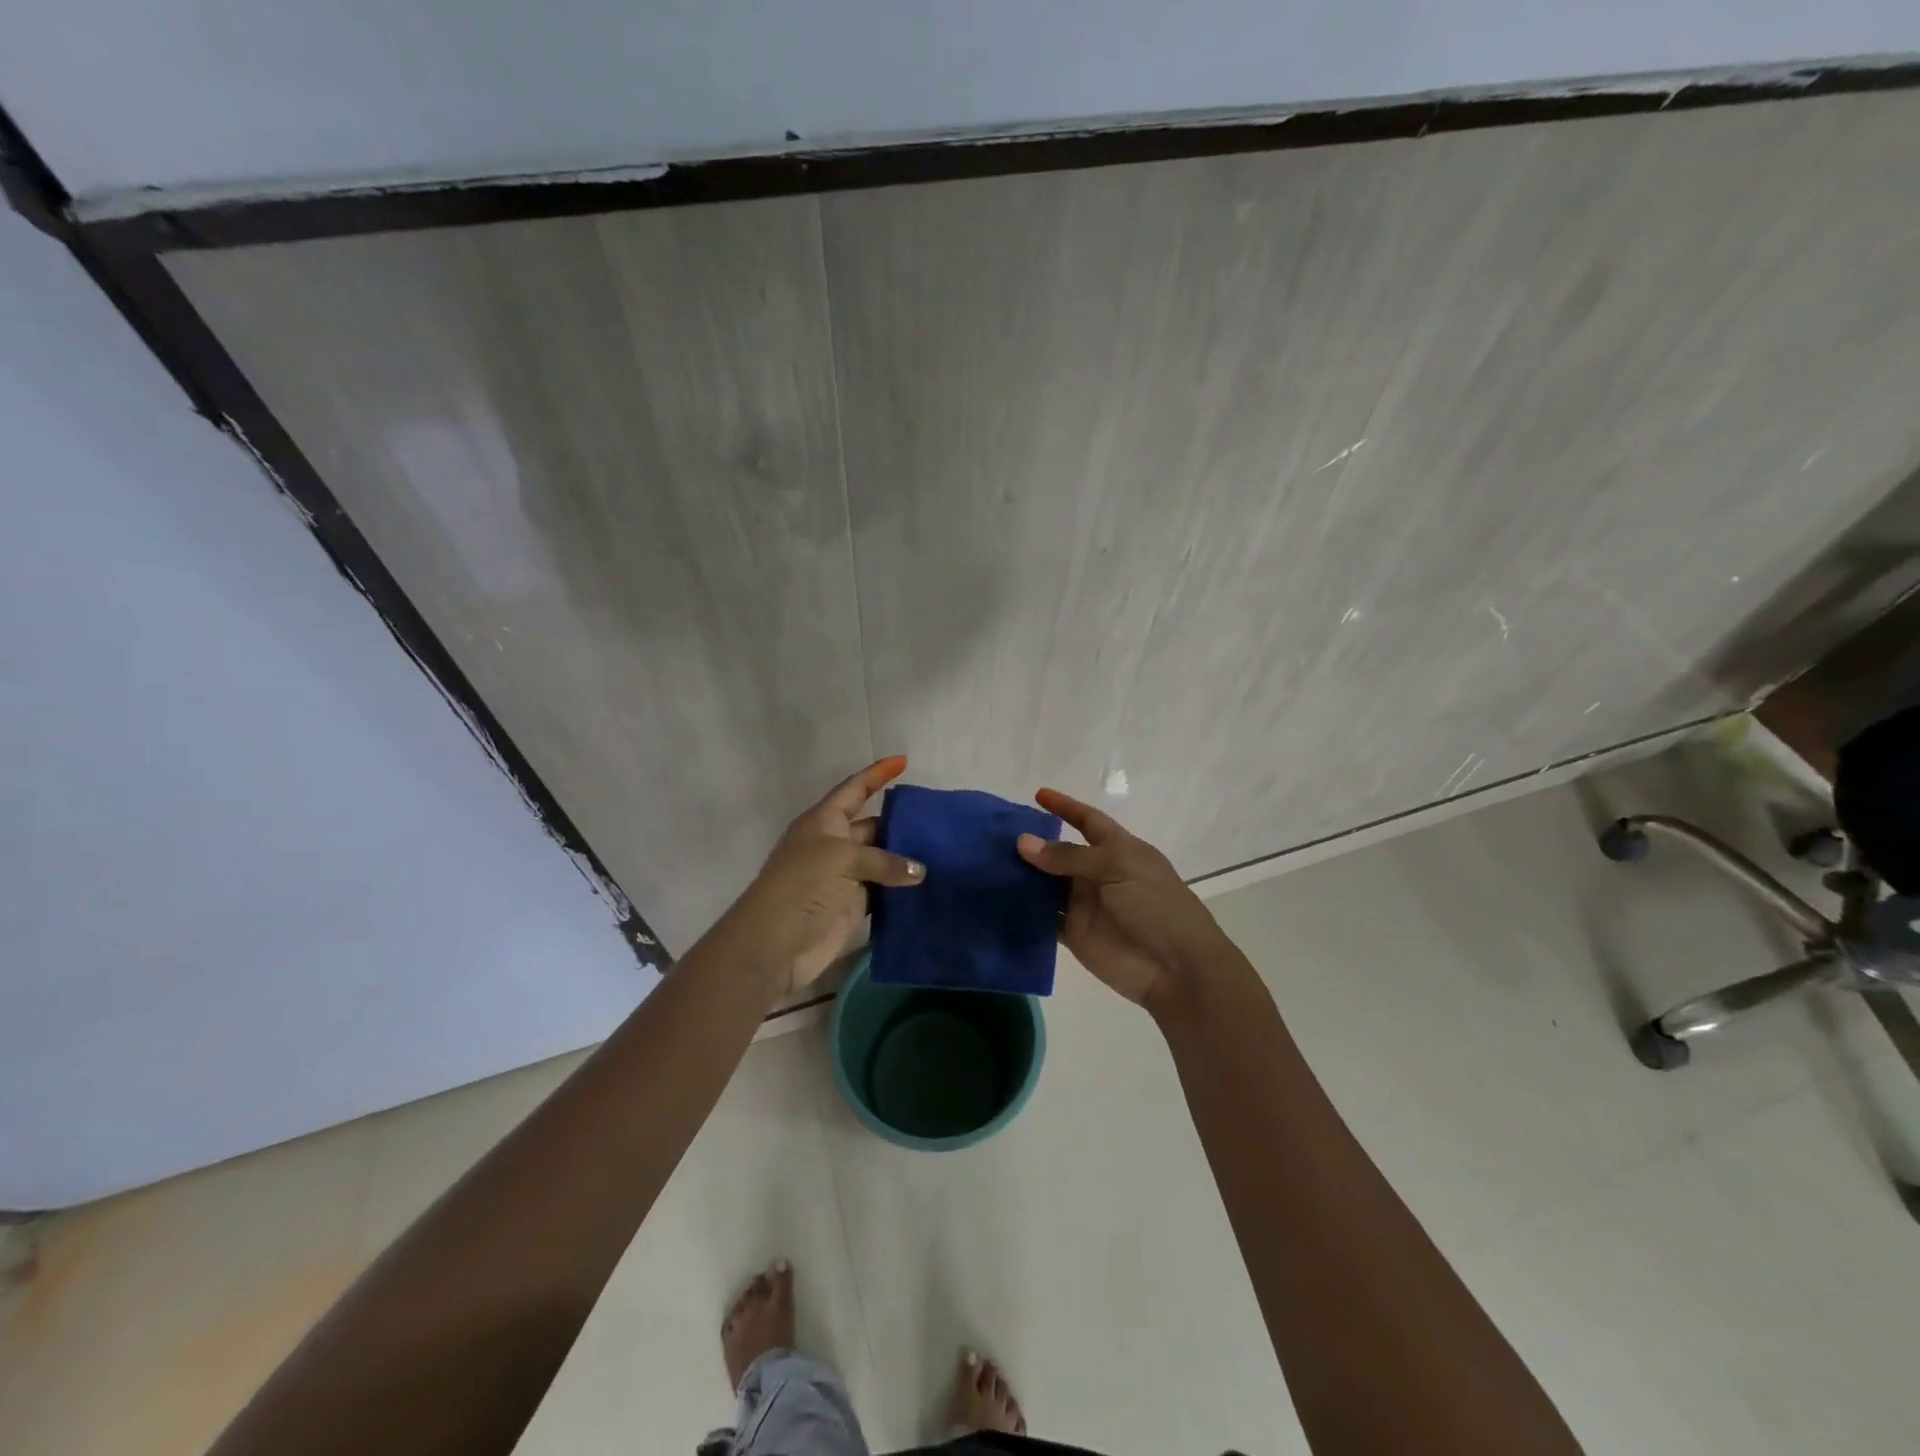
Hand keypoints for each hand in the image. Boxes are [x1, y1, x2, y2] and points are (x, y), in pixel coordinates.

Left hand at [720, 757, 925, 995]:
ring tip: (944, 851)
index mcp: (823, 821)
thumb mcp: (841, 858)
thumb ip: (884, 860)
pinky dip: (904, 888)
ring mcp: (845, 876)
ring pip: (883, 860)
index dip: (876, 774)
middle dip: (901, 823)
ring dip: (907, 858)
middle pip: (874, 826)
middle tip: (939, 821)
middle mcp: (835, 845)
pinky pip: (885, 890)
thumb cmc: (802, 885)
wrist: (776, 943)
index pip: (854, 789)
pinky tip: (931, 884)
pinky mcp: (855, 905)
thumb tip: (919, 872)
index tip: (904, 761)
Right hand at [1016, 788, 1232, 1013]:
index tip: (1038, 794)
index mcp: (1119, 850)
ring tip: (987, 863)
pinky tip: (997, 899)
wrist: (1176, 968)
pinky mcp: (1074, 933)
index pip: (1089, 821)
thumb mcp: (1117, 868)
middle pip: (1060, 853)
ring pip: (1047, 884)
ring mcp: (1085, 904)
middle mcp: (1099, 873)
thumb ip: (1069, 856)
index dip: (1066, 807)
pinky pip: (1043, 917)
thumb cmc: (1155, 906)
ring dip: (1022, 875)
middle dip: (1033, 844)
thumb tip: (1023, 842)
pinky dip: (1023, 909)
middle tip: (994, 835)